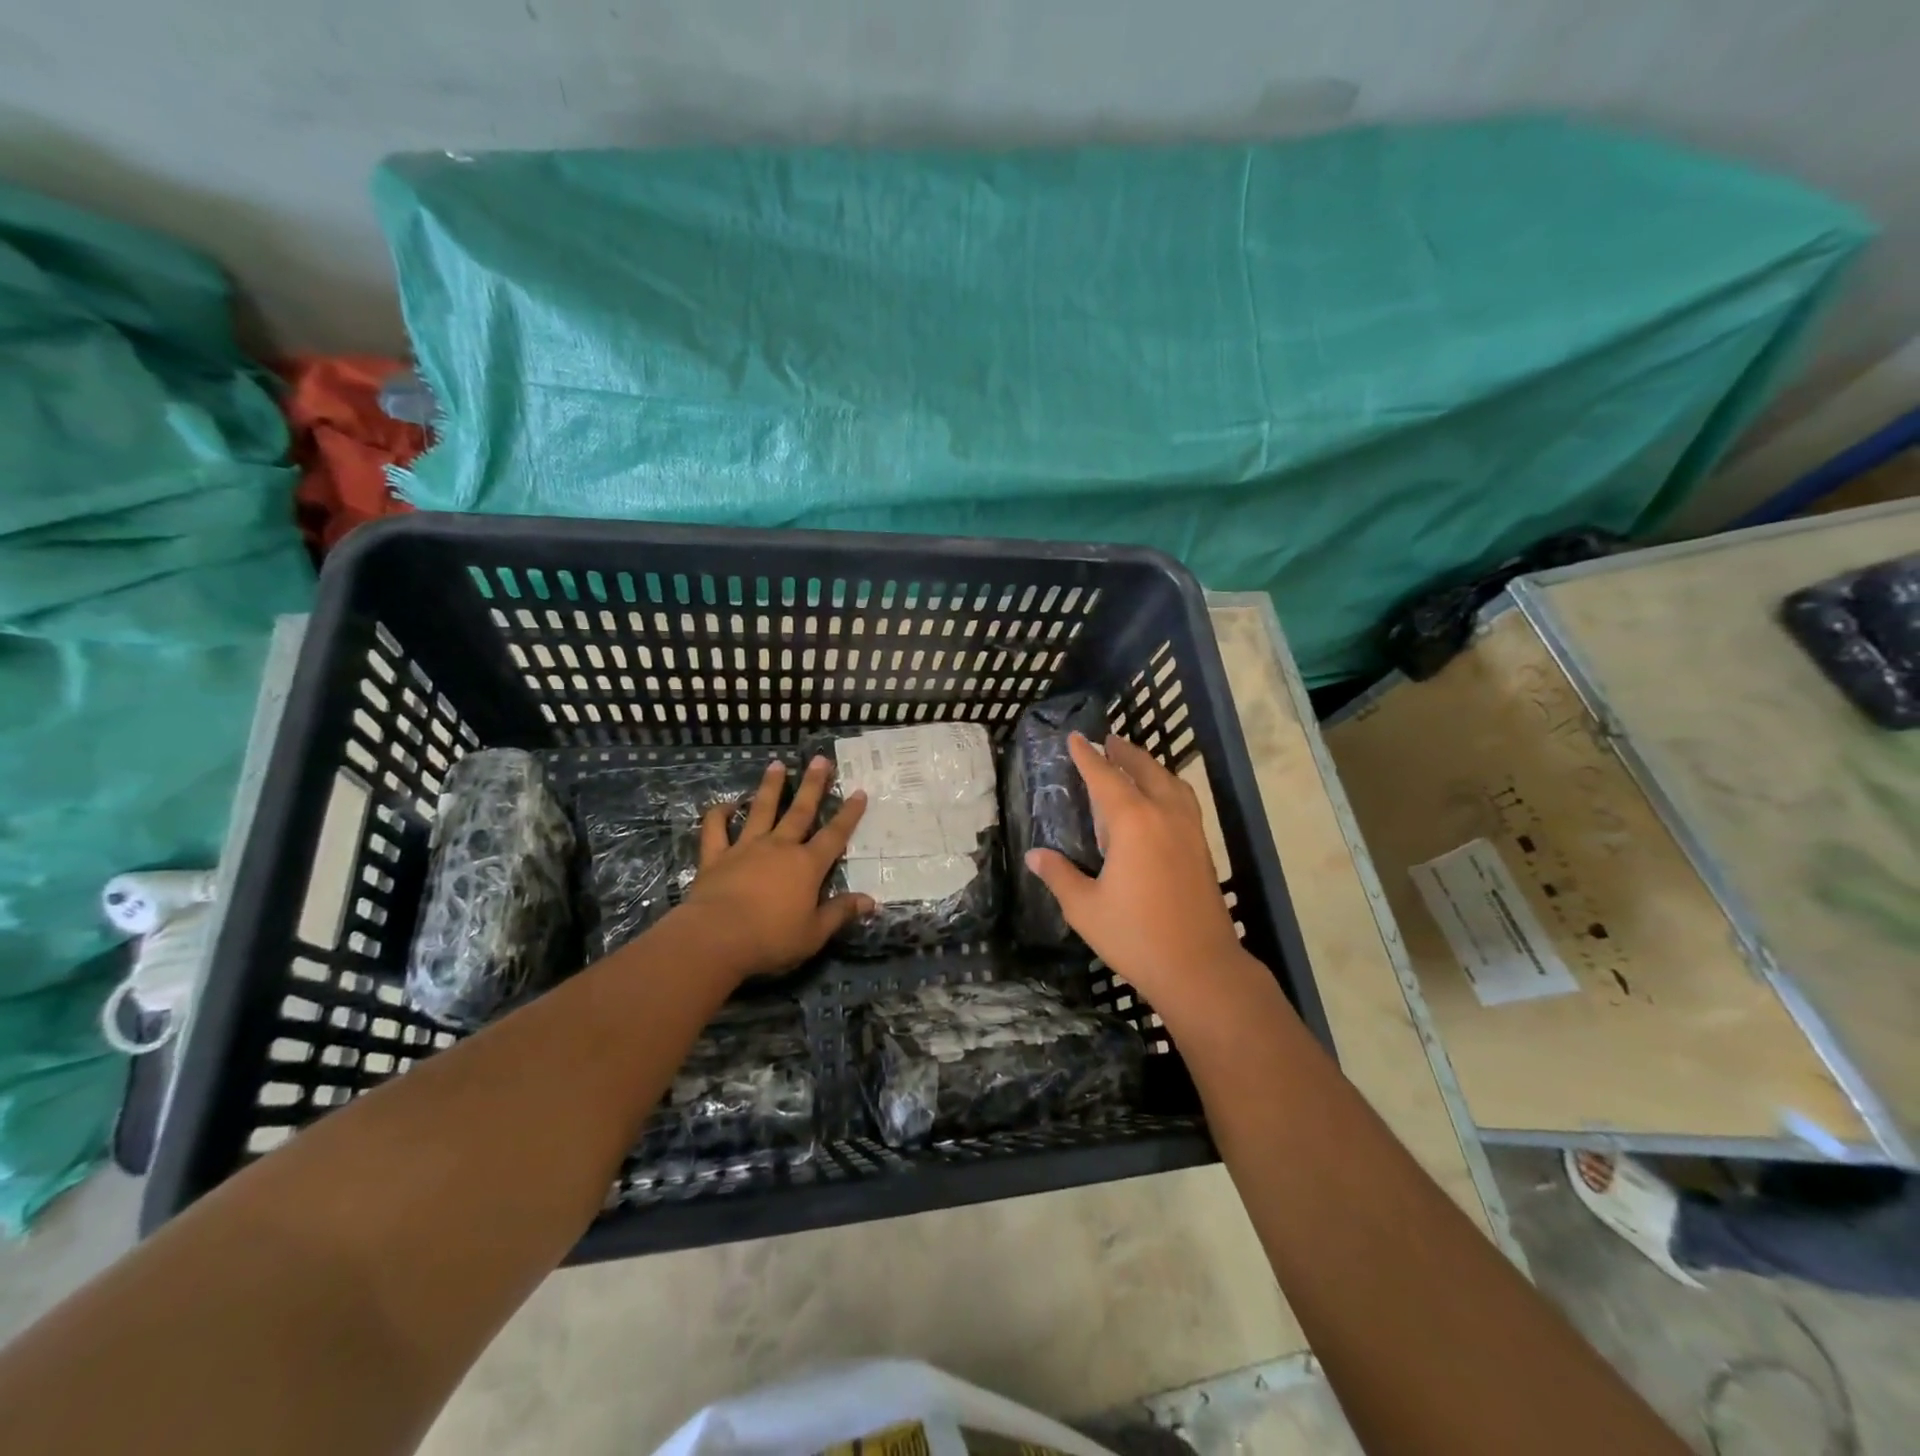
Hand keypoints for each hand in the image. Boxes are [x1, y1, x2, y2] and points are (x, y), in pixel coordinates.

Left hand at [672, 756, 873, 978]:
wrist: (716, 938)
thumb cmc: (771, 939)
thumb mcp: (814, 933)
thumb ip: (840, 913)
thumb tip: (870, 901)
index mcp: (807, 866)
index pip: (835, 835)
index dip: (849, 814)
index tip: (859, 792)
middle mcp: (779, 848)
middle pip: (800, 811)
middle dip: (812, 785)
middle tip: (820, 760)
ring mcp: (745, 848)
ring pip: (760, 810)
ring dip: (770, 787)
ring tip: (776, 765)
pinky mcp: (715, 857)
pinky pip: (715, 830)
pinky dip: (718, 815)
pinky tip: (725, 805)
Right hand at [1025, 734, 1265, 1020]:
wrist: (1201, 967)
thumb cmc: (1136, 936)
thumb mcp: (1085, 908)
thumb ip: (1059, 875)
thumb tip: (1035, 855)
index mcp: (1133, 822)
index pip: (1105, 778)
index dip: (1088, 756)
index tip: (1075, 738)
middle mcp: (1164, 815)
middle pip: (1144, 770)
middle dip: (1124, 753)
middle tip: (1108, 740)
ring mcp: (1189, 830)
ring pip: (1171, 783)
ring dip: (1150, 767)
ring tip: (1135, 763)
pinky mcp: (1202, 848)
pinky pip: (1183, 801)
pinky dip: (1168, 787)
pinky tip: (1161, 802)